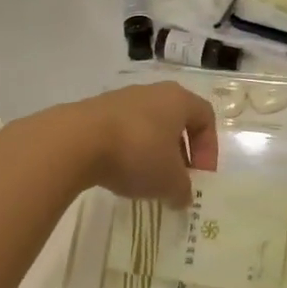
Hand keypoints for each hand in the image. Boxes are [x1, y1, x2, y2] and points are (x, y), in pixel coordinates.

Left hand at [62, 82, 218, 206]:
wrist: (77, 140)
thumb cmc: (137, 153)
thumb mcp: (169, 181)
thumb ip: (183, 190)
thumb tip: (182, 196)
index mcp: (178, 100)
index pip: (206, 117)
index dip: (209, 148)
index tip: (200, 176)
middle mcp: (153, 92)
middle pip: (176, 120)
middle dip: (180, 152)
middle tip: (176, 179)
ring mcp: (122, 98)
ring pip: (148, 125)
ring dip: (152, 152)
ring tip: (145, 180)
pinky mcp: (96, 110)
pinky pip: (122, 130)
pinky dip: (127, 150)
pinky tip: (119, 172)